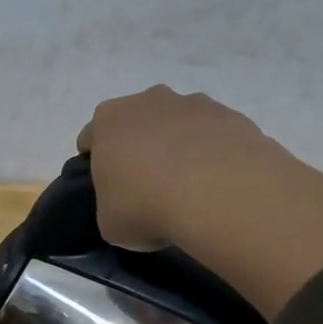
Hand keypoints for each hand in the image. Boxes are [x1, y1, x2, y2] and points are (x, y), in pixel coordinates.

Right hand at [75, 86, 283, 251]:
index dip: (96, 163)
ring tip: (189, 188)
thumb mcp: (109, 222)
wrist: (218, 194)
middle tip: (147, 187)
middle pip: (136, 123)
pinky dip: (212, 155)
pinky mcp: (231, 116)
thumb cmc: (145, 206)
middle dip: (140, 149)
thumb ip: (110, 205)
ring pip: (178, 125)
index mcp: (108, 120)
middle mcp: (148, 101)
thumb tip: (127, 206)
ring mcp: (193, 104)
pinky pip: (213, 136)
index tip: (108, 188)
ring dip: (178, 148)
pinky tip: (217, 185)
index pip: (91, 138)